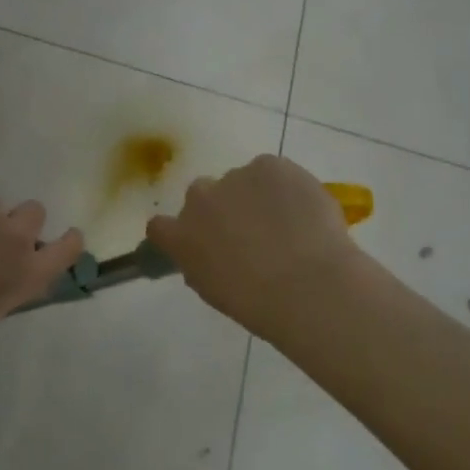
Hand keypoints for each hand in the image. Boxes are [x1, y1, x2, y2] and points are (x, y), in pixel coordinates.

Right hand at [147, 155, 359, 344]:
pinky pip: (273, 171)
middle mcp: (199, 199)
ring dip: (256, 196)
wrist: (308, 285)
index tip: (201, 242)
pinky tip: (303, 210)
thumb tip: (211, 254)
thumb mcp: (215, 292)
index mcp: (180, 236)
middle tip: (250, 232)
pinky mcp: (269, 165)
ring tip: (288, 224)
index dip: (181, 231)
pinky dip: (285, 186)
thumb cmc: (259, 303)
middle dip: (221, 208)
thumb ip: (202, 264)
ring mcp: (234, 177)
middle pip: (202, 194)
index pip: (160, 226)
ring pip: (242, 181)